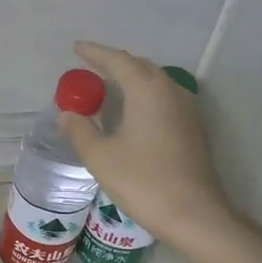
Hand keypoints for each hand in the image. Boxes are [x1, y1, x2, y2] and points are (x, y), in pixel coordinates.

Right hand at [58, 41, 233, 253]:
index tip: (76, 48)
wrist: (194, 214)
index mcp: (147, 90)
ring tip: (109, 85)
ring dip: (131, 78)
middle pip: (139, 66)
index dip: (95, 53)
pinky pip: (163, 98)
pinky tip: (133, 110)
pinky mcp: (192, 128)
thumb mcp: (100, 157)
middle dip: (114, 63)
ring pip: (155, 81)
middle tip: (90, 67)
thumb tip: (67, 114)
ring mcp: (186, 109)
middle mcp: (170, 91)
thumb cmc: (143, 182)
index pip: (118, 60)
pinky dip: (143, 94)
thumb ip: (80, 131)